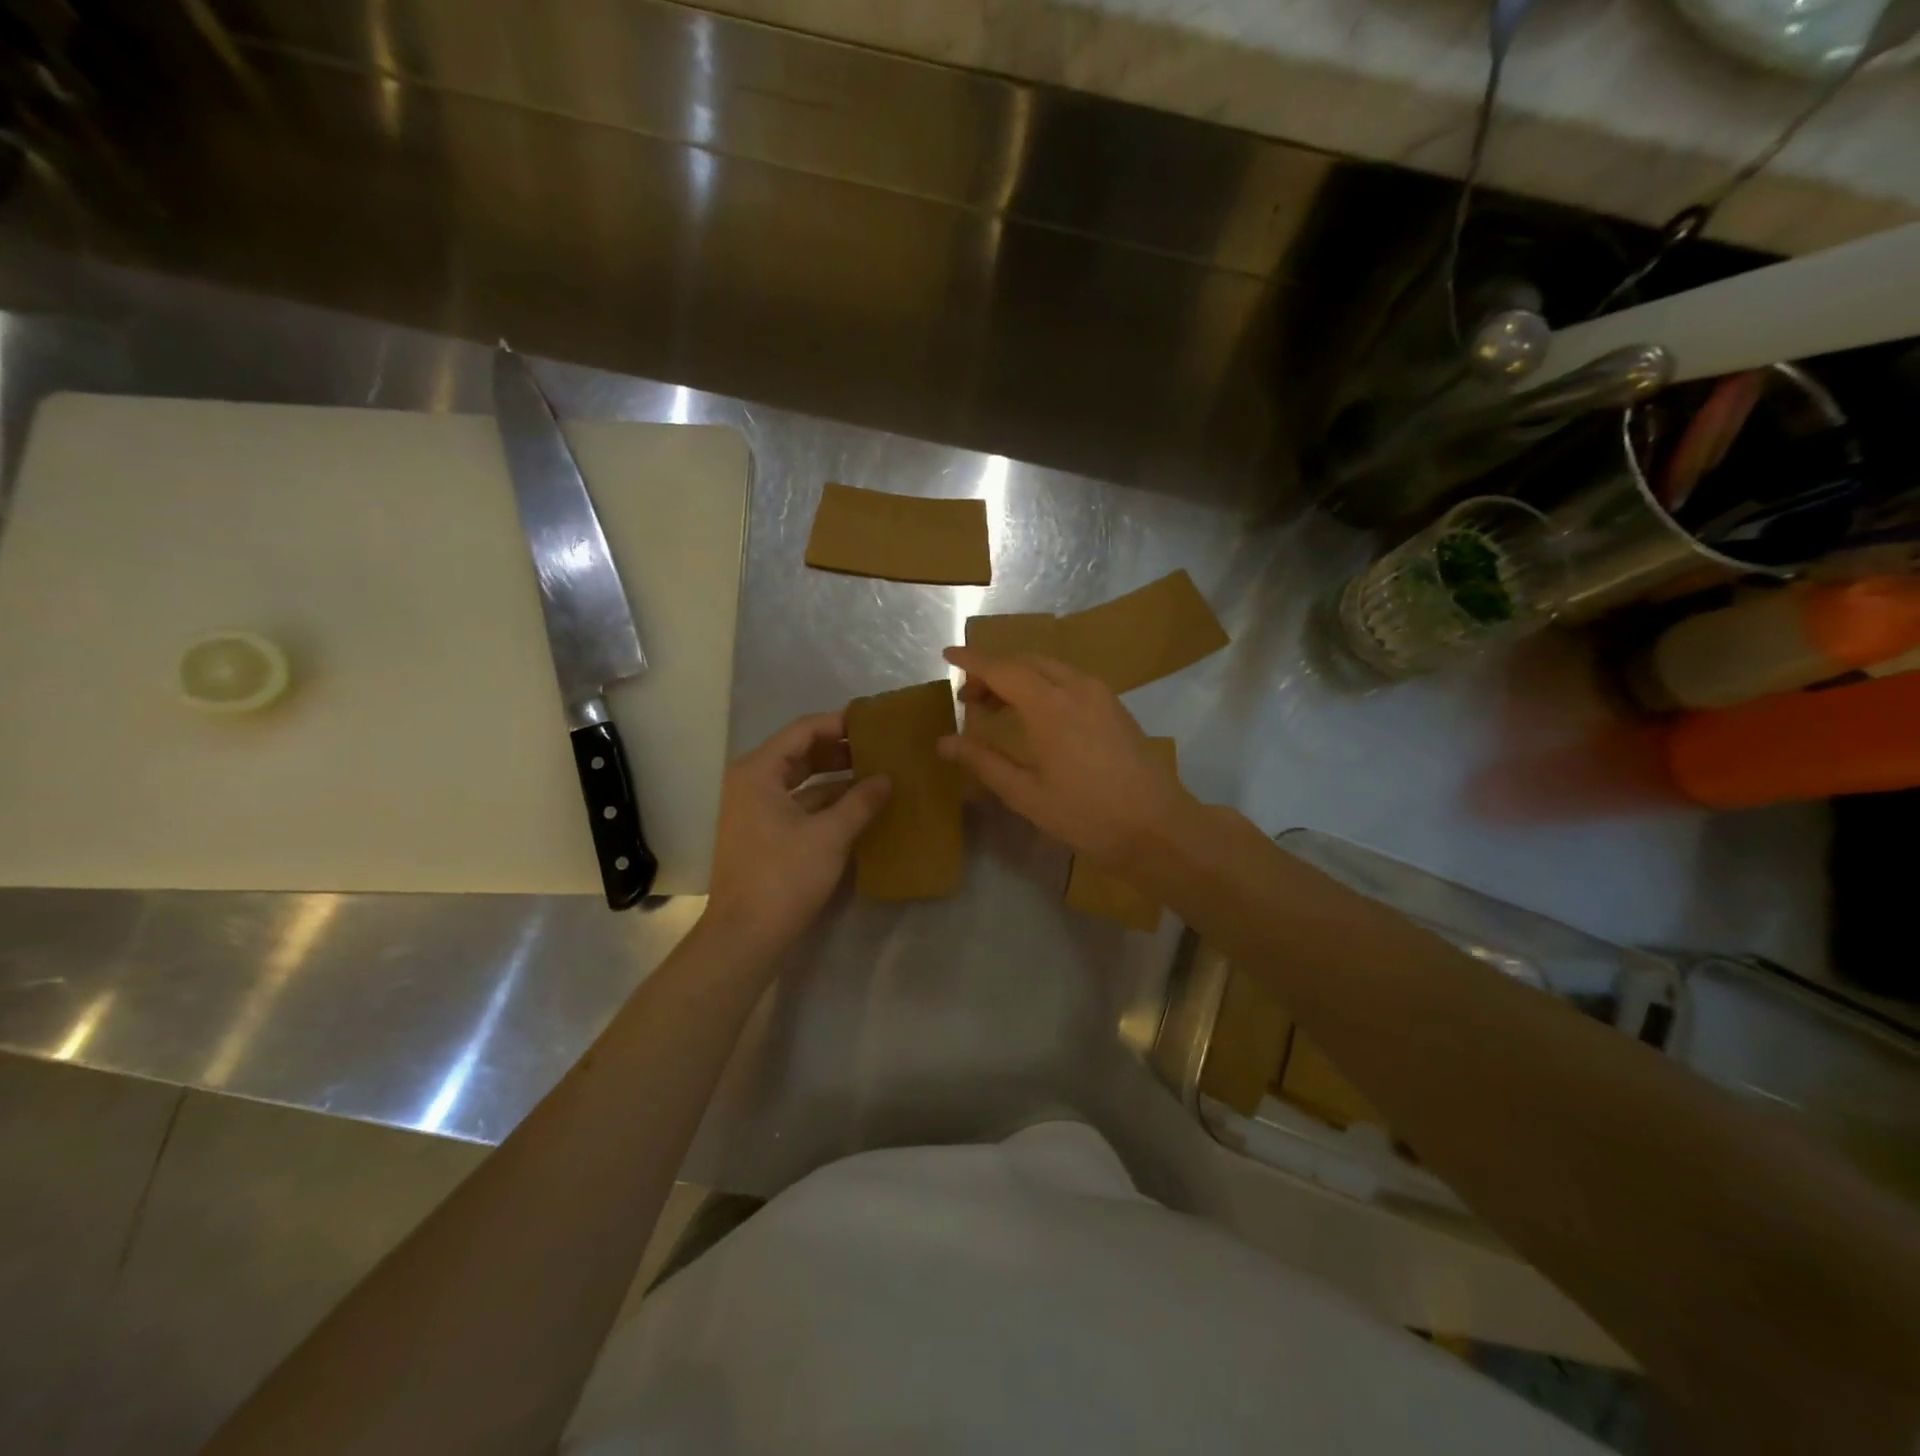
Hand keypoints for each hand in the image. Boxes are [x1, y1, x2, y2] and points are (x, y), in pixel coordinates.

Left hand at [703, 712, 890, 954]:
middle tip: (880, 748)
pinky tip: (858, 806)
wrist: (745, 936)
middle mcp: (752, 782)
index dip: (839, 723)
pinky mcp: (763, 834)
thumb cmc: (784, 877)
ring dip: (836, 777)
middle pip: (800, 752)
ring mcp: (755, 809)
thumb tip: (887, 779)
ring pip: (801, 780)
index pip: (803, 730)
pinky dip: (826, 802)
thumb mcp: (829, 836)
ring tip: (876, 774)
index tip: (874, 723)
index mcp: (759, 771)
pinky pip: (798, 804)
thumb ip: (860, 801)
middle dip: (840, 750)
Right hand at [937, 647, 1197, 873]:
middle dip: (993, 670)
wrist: (1158, 828)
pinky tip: (1036, 714)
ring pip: (1050, 667)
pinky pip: (1070, 679)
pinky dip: (1044, 684)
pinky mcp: (1116, 706)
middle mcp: (1076, 687)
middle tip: (969, 697)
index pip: (1001, 669)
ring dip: (1019, 676)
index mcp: (1050, 705)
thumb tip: (944, 742)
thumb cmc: (1087, 815)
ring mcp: (1101, 694)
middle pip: (1026, 661)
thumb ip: (983, 762)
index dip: (971, 660)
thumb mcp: (1026, 794)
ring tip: (998, 706)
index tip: (946, 654)